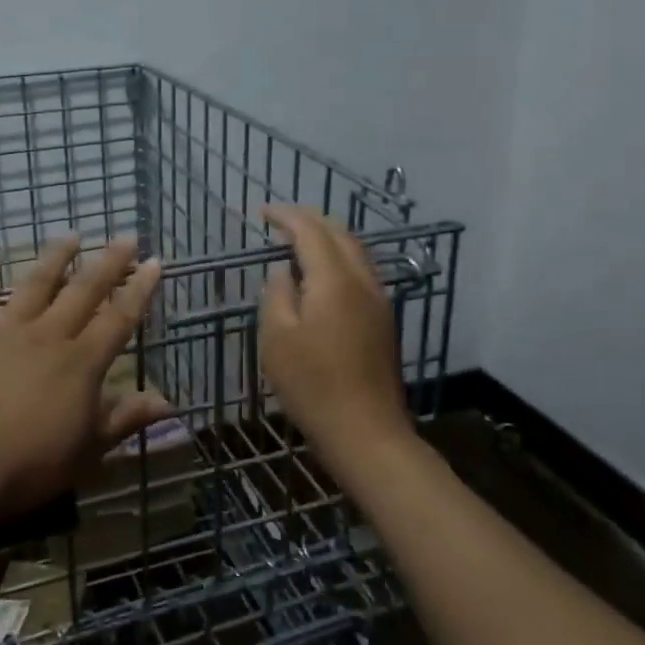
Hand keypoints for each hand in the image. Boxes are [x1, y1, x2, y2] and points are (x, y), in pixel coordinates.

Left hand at [0, 236, 169, 522]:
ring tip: (71, 236)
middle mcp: (48, 335)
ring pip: (36, 283)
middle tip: (125, 237)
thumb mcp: (88, 450)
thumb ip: (125, 419)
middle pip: (84, 290)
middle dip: (108, 262)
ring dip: (56, 257)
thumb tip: (168, 403)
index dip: (140, 289)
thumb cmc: (29, 466)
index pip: (120, 317)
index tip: (155, 262)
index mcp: (81, 362)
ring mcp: (5, 331)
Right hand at [258, 206, 414, 472]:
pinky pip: (360, 270)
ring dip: (326, 237)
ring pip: (354, 250)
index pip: (310, 231)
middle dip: (308, 220)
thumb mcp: (277, 338)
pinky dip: (338, 258)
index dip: (285, 217)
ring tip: (297, 241)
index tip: (261, 212)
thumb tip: (282, 271)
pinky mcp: (382, 319)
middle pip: (338, 233)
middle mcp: (362, 280)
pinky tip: (321, 274)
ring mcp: (378, 299)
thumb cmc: (313, 385)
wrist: (367, 432)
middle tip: (279, 221)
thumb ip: (276, 294)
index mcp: (334, 279)